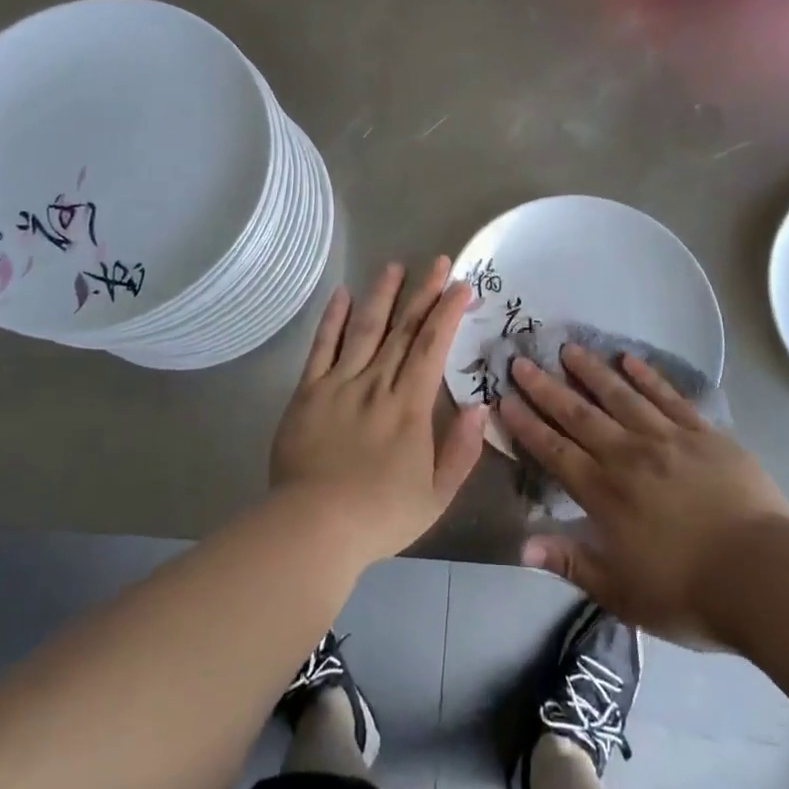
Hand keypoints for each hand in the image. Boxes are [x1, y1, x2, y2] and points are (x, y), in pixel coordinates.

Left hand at [270, 257, 486, 565]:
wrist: (313, 527)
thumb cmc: (380, 515)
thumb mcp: (436, 495)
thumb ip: (462, 450)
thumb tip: (480, 407)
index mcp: (410, 406)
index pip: (433, 347)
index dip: (448, 312)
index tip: (461, 286)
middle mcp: (376, 384)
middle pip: (403, 330)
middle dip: (423, 293)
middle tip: (438, 261)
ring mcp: (339, 384)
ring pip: (364, 329)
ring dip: (381, 295)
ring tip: (394, 266)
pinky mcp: (308, 392)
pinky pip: (322, 347)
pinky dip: (332, 319)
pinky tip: (342, 294)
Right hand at [498, 344, 788, 643]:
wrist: (764, 576)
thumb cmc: (688, 592)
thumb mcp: (620, 592)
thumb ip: (570, 563)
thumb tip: (520, 545)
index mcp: (604, 493)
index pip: (554, 450)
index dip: (527, 424)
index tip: (505, 398)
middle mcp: (628, 456)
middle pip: (579, 415)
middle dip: (546, 388)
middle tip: (522, 361)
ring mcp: (667, 439)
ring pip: (620, 396)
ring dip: (592, 371)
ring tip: (569, 348)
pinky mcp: (703, 434)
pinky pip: (668, 397)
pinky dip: (647, 376)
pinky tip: (630, 359)